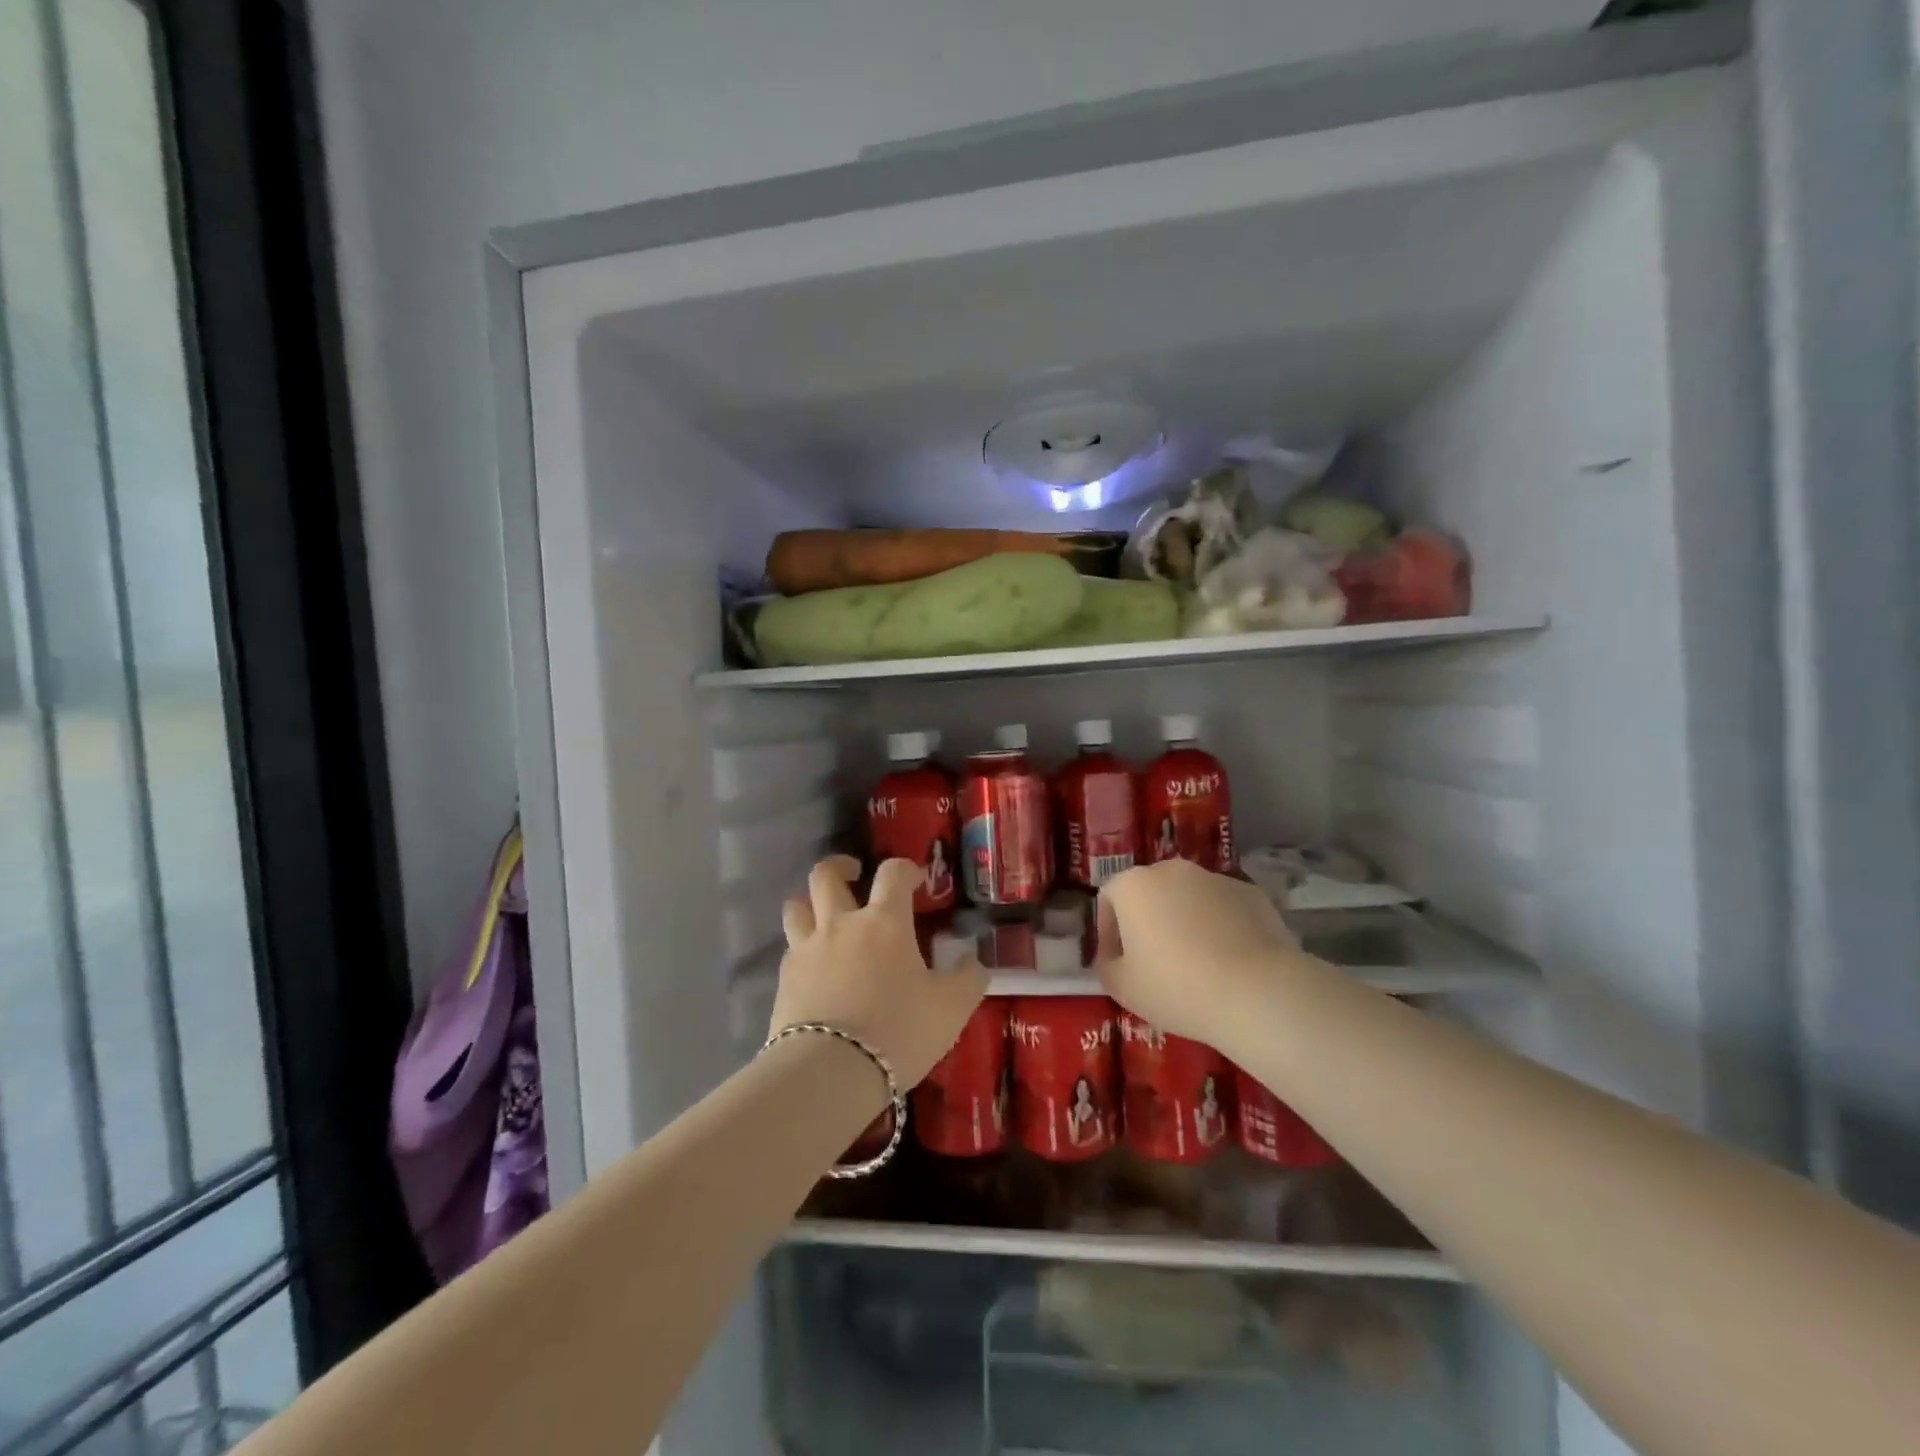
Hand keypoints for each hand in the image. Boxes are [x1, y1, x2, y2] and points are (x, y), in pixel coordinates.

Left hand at [770, 856, 987, 1086]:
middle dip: (840, 867)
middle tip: (853, 875)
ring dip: (810, 904)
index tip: (915, 880)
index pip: (893, 873)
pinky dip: (801, 948)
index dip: (905, 869)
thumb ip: (968, 979)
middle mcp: (841, 924)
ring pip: (796, 906)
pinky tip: (814, 967)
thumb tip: (972, 961)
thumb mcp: (951, 1008)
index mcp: (884, 922)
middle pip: (826, 875)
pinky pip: (789, 949)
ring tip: (823, 917)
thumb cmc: (898, 1031)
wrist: (830, 1072)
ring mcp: (807, 949)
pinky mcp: (784, 979)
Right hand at [1093, 859, 1298, 1049]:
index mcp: (1133, 885)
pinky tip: (1228, 960)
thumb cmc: (1176, 987)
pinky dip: (1219, 926)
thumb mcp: (1121, 988)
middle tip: (1154, 961)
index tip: (1117, 962)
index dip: (1108, 931)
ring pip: (1188, 898)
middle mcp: (1171, 870)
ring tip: (1196, 962)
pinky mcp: (1251, 893)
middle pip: (1149, 892)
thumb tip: (1113, 957)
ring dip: (1184, 921)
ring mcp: (1214, 878)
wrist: (1257, 992)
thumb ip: (1106, 965)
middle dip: (1147, 921)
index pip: (1109, 898)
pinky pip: (1223, 908)